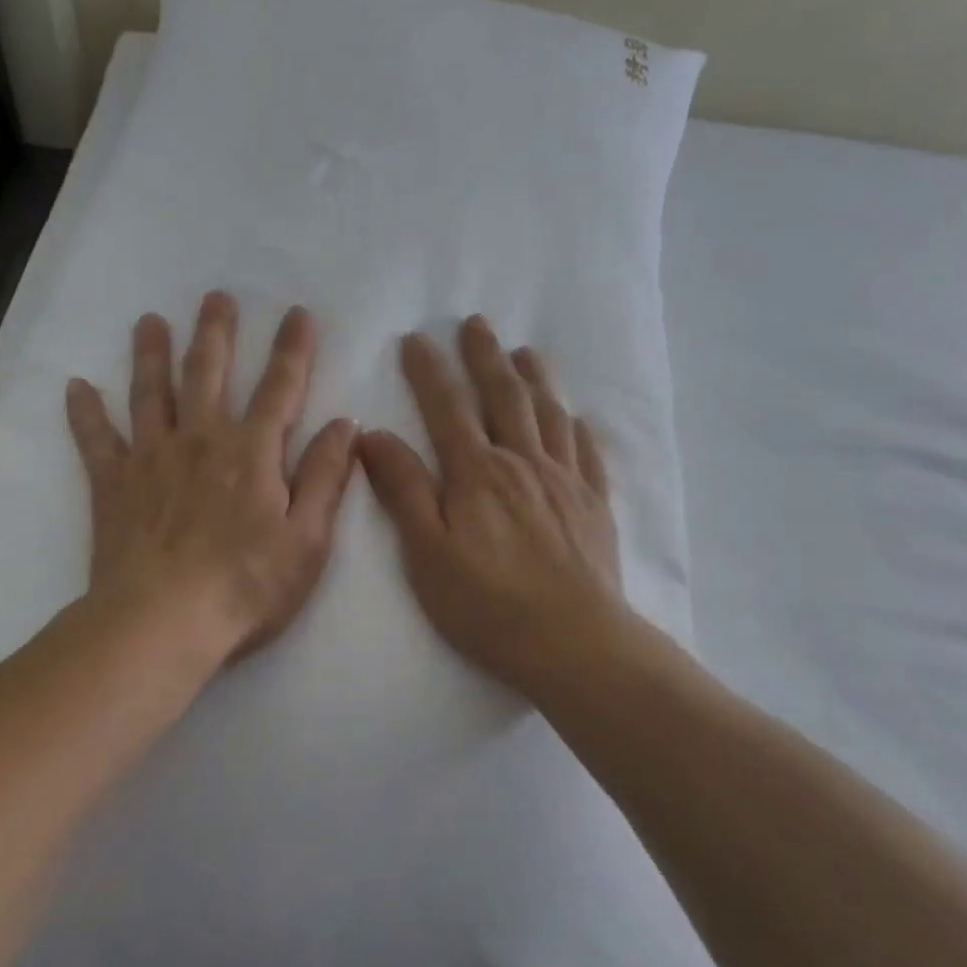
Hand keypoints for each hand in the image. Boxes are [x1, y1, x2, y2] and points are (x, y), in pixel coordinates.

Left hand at [65, 292, 357, 662]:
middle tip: (216, 296)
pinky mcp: (113, 483)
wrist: (161, 624)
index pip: (279, 388)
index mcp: (252, 452)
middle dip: (216, 332)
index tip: (297, 313)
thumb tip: (344, 424)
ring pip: (151, 392)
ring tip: (149, 321)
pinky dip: (85, 412)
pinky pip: (96, 439)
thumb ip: (325, 477)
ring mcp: (152, 457)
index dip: (292, 348)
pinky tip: (76, 386)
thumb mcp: (307, 539)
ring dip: (152, 353)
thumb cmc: (245, 586)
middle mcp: (201, 439)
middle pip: (208, 373)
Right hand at [359, 316, 625, 693]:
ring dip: (534, 378)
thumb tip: (373, 434)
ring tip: (525, 351)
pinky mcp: (593, 504)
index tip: (416, 338)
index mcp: (477, 472)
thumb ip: (402, 489)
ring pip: (548, 414)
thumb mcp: (427, 552)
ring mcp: (564, 480)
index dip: (429, 370)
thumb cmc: (488, 603)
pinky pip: (586, 452)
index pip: (447, 407)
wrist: (574, 643)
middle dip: (485, 356)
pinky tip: (574, 416)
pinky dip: (576, 426)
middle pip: (503, 395)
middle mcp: (522, 462)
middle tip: (476, 322)